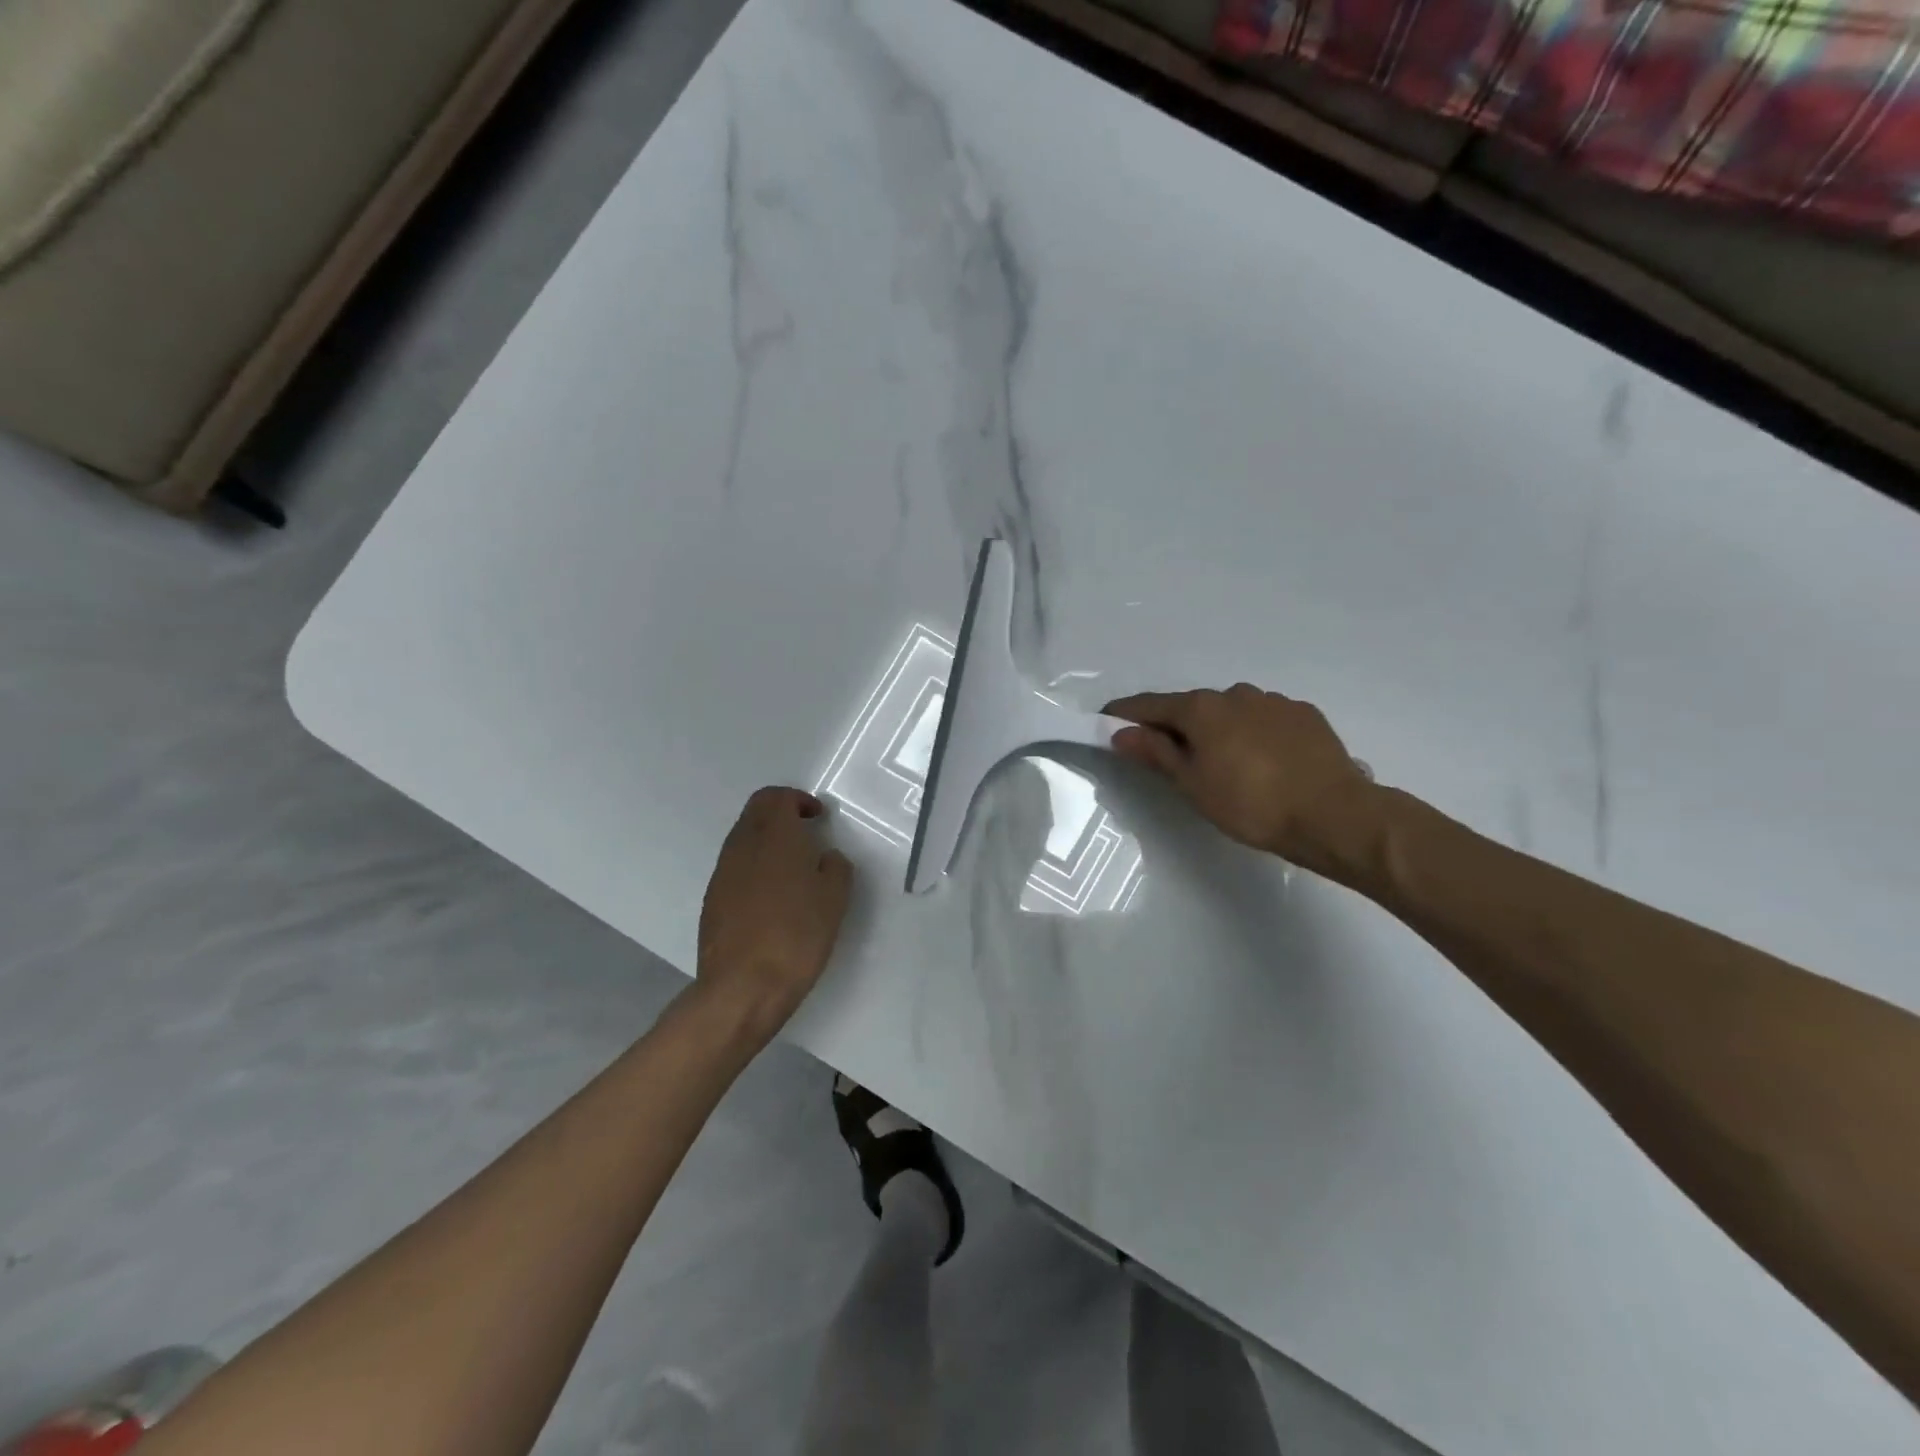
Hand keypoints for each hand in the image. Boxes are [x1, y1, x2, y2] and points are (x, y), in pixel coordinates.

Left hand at [695, 787, 853, 1039]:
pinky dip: (755, 867)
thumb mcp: (835, 898)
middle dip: (780, 815)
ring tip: (792, 867)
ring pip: (743, 839)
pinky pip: (735, 867)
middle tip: (806, 834)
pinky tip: (772, 896)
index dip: (798, 800)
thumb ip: (835, 867)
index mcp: (774, 836)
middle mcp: (742, 845)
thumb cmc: (797, 935)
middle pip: (755, 812)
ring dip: (766, 841)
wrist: (743, 987)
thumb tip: (825, 857)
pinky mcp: (712, 899)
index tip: (817, 817)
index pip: (776, 797)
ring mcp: (722, 872)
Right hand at [1104, 684, 1378, 876]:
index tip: (1106, 722)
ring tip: (1219, 761)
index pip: (1151, 704)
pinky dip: (1250, 732)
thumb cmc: (1251, 804)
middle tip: (1165, 753)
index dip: (1126, 714)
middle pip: (1192, 706)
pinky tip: (1260, 759)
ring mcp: (1274, 701)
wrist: (1334, 815)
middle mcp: (1236, 694)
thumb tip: (1120, 733)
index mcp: (1202, 708)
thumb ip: (1156, 753)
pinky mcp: (1304, 715)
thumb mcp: (1192, 784)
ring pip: (1230, 711)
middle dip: (1174, 724)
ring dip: (1216, 728)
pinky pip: (1264, 719)